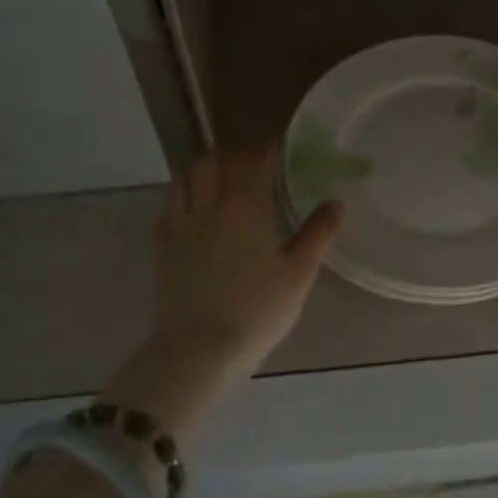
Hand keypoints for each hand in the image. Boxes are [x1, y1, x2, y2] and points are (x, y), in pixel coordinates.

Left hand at [103, 147, 343, 440]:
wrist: (198, 350)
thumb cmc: (256, 311)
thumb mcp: (298, 274)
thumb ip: (318, 234)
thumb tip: (336, 203)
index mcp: (244, 207)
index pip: (253, 162)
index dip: (266, 149)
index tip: (278, 148)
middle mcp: (208, 206)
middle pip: (213, 161)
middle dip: (232, 154)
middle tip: (250, 162)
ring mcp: (179, 225)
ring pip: (185, 178)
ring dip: (203, 169)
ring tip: (220, 178)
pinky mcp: (161, 247)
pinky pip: (169, 207)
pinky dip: (183, 197)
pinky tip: (194, 211)